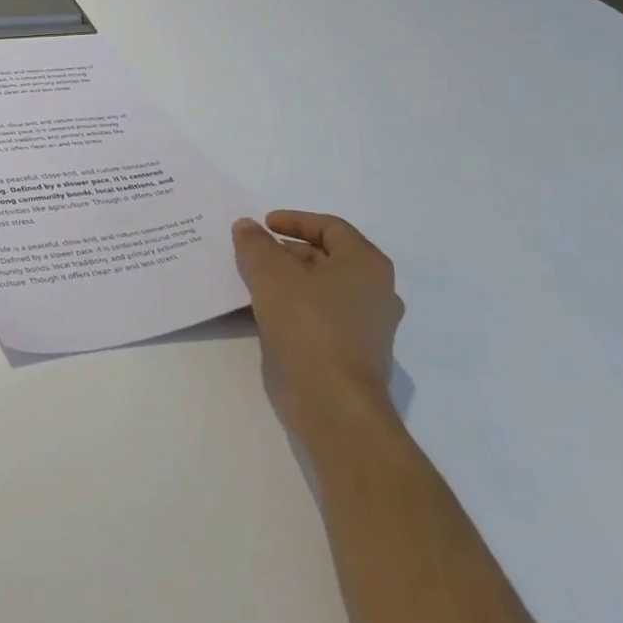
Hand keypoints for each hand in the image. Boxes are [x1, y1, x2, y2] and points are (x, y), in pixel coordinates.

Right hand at [232, 212, 404, 448]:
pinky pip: (318, 317)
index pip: (331, 227)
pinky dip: (292, 308)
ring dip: (286, 281)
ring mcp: (367, 327)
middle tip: (251, 254)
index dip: (295, 220)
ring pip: (320, 289)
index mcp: (366, 265)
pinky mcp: (351, 354)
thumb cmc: (307, 324)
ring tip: (250, 282)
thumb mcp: (270, 272)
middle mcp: (375, 292)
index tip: (263, 225)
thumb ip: (255, 243)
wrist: (332, 402)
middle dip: (285, 252)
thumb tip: (247, 227)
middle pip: (326, 257)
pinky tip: (262, 313)